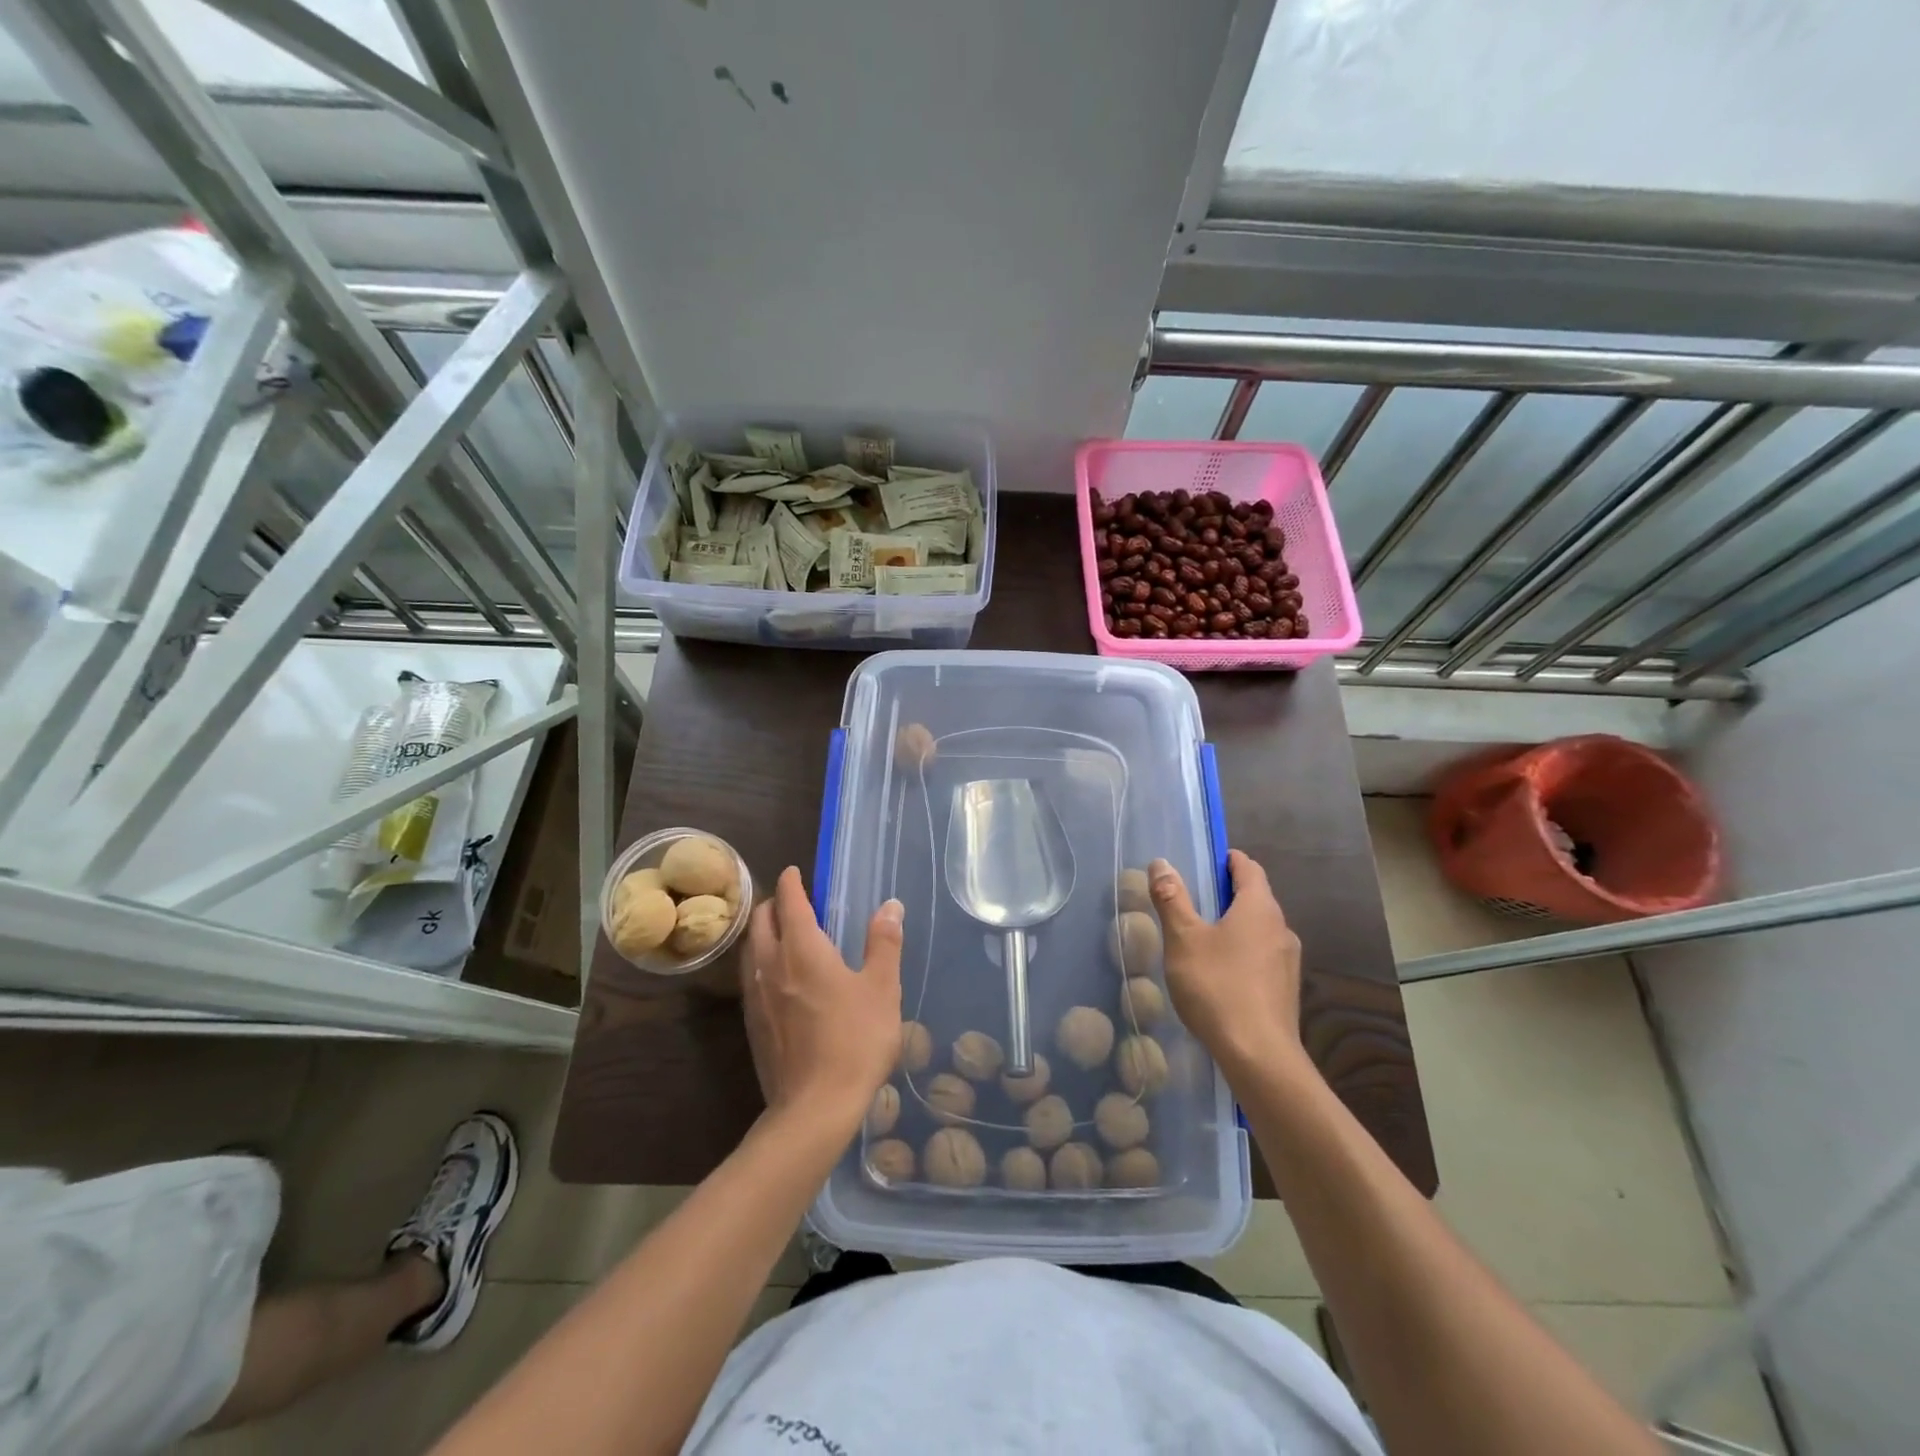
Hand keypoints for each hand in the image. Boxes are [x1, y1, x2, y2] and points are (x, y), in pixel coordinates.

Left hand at [742, 867, 903, 1126]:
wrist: (814, 1108)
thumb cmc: (855, 1041)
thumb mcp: (882, 989)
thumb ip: (884, 943)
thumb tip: (890, 905)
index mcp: (802, 949)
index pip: (790, 902)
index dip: (791, 883)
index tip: (794, 871)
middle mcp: (771, 965)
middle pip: (761, 921)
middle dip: (773, 904)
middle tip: (791, 900)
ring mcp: (757, 997)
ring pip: (750, 950)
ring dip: (762, 932)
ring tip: (780, 932)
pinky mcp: (752, 1024)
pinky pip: (750, 978)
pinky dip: (759, 962)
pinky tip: (776, 978)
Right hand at [1150, 850, 1303, 1075]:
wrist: (1259, 1056)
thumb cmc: (1217, 986)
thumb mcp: (1183, 939)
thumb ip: (1172, 899)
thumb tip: (1161, 863)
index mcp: (1259, 908)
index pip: (1249, 869)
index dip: (1229, 860)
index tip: (1208, 861)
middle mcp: (1281, 928)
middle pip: (1257, 898)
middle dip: (1229, 893)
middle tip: (1196, 897)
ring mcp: (1287, 961)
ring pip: (1260, 929)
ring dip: (1236, 924)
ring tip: (1204, 936)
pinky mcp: (1285, 989)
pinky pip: (1262, 956)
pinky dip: (1243, 951)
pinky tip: (1220, 972)